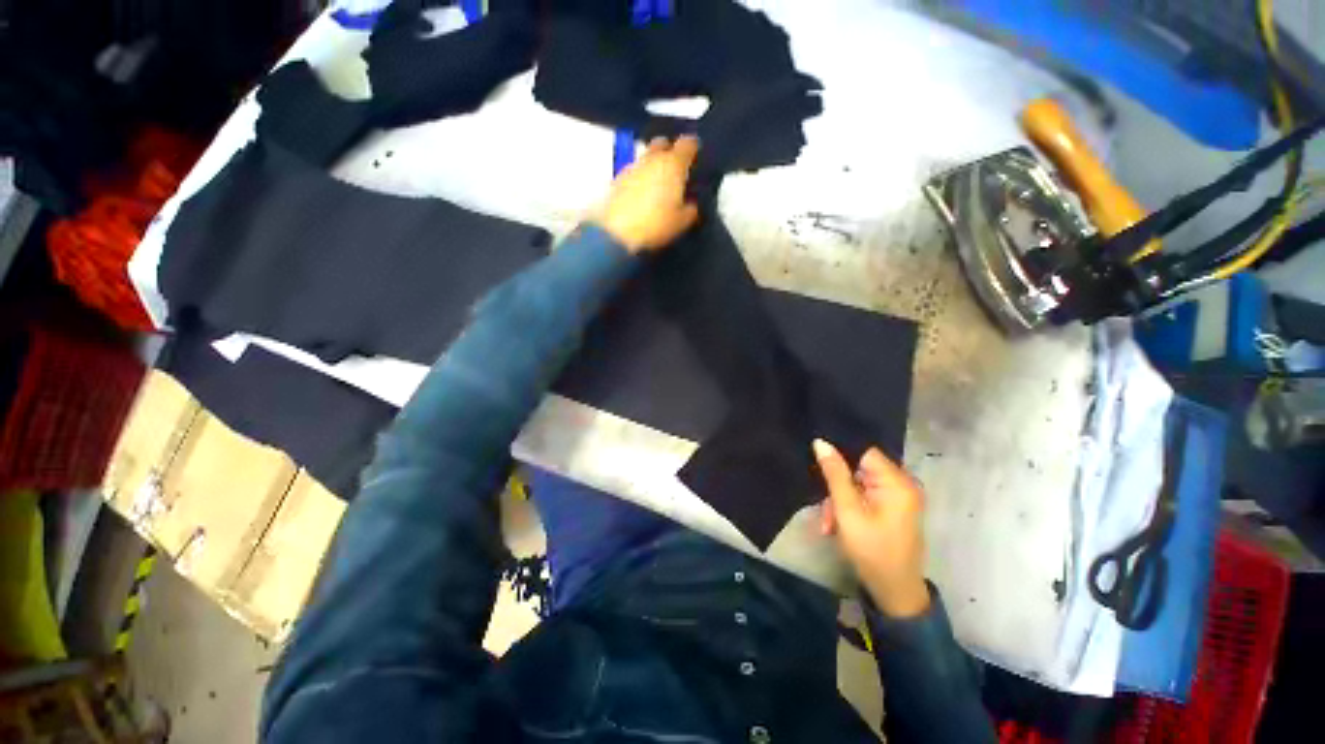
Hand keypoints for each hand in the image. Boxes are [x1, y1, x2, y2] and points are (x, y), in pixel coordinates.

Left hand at [594, 136, 700, 252]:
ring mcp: (632, 167)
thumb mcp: (682, 222)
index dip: (694, 149)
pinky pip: (634, 173)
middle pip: (662, 143)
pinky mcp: (617, 179)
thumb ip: (690, 209)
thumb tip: (691, 203)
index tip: (696, 159)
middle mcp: (652, 159)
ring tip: (658, 187)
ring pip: (646, 158)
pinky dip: (640, 179)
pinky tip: (642, 197)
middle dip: (670, 151)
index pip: (688, 143)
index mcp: (673, 164)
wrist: (617, 233)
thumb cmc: (655, 224)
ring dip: (653, 167)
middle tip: (675, 171)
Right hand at [814, 439, 930, 617]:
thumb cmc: (872, 551)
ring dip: (839, 501)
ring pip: (857, 484)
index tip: (819, 463)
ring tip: (829, 524)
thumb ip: (834, 474)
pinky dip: (849, 507)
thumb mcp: (848, 511)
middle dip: (837, 486)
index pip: (864, 451)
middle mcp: (902, 484)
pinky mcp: (892, 507)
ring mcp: (898, 497)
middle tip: (825, 509)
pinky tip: (837, 525)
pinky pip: (864, 496)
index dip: (840, 454)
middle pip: (858, 469)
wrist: (894, 593)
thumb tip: (821, 442)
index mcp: (897, 482)